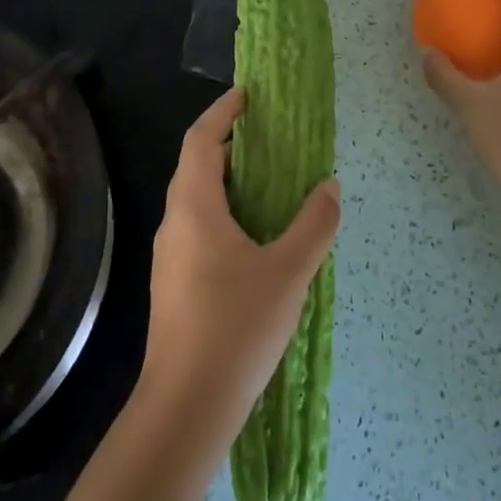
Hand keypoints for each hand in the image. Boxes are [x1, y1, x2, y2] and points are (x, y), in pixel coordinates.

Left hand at [136, 88, 341, 459]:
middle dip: (228, 143)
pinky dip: (224, 211)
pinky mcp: (175, 282)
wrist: (186, 405)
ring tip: (268, 179)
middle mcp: (175, 222)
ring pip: (196, 199)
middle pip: (195, 165)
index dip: (223, 112)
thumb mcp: (288, 272)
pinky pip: (198, 227)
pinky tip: (255, 235)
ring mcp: (170, 255)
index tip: (249, 95)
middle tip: (268, 135)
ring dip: (227, 179)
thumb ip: (313, 225)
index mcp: (195, 207)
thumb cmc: (236, 327)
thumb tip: (330, 187)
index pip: (201, 140)